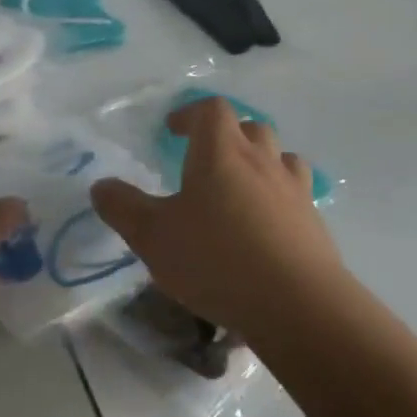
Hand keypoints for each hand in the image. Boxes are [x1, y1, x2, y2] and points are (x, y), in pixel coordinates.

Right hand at [90, 97, 342, 337]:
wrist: (297, 306)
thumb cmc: (216, 259)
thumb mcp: (152, 236)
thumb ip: (123, 207)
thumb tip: (101, 186)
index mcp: (221, 153)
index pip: (211, 110)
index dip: (190, 113)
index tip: (173, 130)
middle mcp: (262, 162)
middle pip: (250, 128)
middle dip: (226, 135)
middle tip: (204, 158)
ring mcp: (294, 192)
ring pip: (281, 158)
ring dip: (260, 162)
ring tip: (240, 187)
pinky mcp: (315, 224)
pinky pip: (296, 195)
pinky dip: (278, 199)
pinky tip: (264, 228)